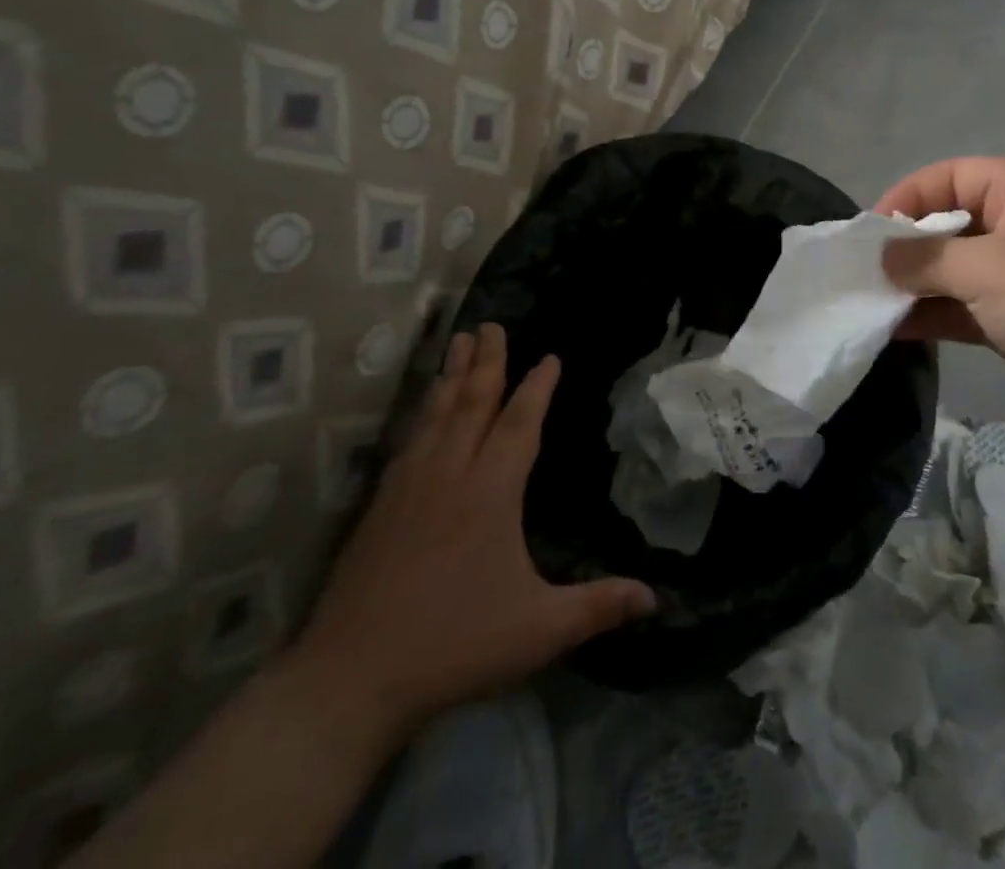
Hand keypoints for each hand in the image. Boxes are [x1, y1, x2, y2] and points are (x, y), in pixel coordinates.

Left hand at [287, 324, 654, 745]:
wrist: (348, 680)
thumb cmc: (453, 646)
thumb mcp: (538, 630)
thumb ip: (598, 606)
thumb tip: (657, 598)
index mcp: (491, 492)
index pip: (519, 423)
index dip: (537, 387)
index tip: (549, 356)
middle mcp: (450, 475)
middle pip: (472, 403)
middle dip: (488, 361)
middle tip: (493, 324)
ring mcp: (408, 487)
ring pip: (436, 414)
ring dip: (452, 375)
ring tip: (460, 342)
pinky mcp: (380, 506)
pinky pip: (409, 439)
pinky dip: (422, 411)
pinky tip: (423, 410)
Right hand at [878, 158, 1004, 452]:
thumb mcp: (987, 268)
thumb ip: (926, 259)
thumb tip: (881, 258)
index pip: (953, 176)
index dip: (910, 196)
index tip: (871, 230)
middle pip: (950, 223)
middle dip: (907, 246)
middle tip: (864, 270)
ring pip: (954, 271)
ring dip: (915, 285)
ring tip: (869, 301)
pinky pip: (964, 308)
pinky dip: (933, 315)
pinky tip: (893, 328)